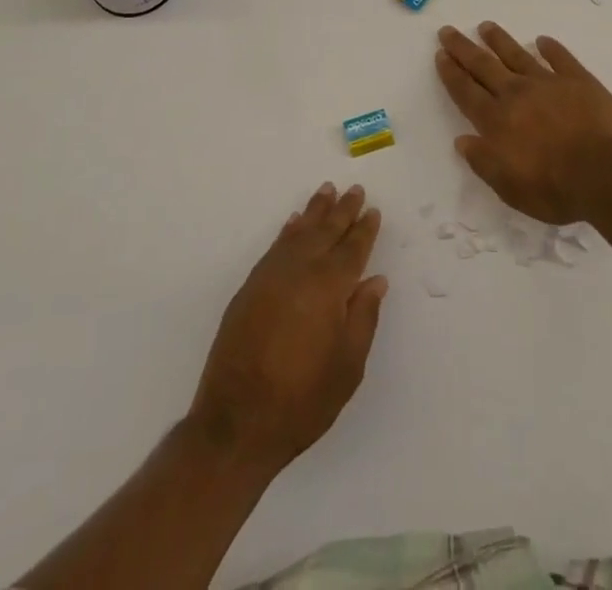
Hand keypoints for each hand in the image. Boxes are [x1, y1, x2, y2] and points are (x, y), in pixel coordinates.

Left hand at [188, 183, 386, 472]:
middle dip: (342, 210)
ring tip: (326, 191)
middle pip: (325, 232)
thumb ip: (363, 318)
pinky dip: (288, 231)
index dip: (364, 229)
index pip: (352, 249)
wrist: (236, 422)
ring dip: (314, 212)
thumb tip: (375, 280)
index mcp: (329, 288)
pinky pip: (275, 246)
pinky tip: (293, 223)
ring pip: (299, 232)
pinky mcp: (250, 287)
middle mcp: (300, 271)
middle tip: (354, 189)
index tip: (373, 210)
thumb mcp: (347, 367)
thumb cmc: (302, 400)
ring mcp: (271, 276)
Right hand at [435, 22, 611, 224]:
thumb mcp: (510, 188)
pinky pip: (561, 58)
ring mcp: (548, 83)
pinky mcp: (579, 81)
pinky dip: (550, 48)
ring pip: (517, 55)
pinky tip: (542, 40)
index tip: (440, 54)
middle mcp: (517, 94)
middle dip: (464, 48)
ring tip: (486, 26)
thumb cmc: (556, 189)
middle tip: (448, 31)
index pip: (466, 91)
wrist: (608, 173)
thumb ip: (484, 162)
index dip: (451, 73)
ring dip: (499, 40)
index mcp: (497, 121)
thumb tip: (462, 140)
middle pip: (484, 66)